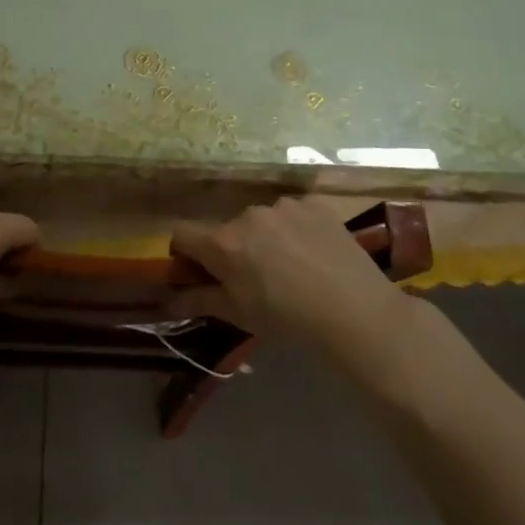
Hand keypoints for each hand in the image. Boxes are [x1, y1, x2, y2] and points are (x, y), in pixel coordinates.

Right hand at [170, 198, 407, 346]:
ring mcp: (283, 205)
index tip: (200, 272)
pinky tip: (314, 254)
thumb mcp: (239, 315)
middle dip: (234, 250)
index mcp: (223, 243)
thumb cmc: (288, 320)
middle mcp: (248, 214)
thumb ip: (200, 301)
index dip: (185, 253)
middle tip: (256, 280)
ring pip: (262, 219)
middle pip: (227, 229)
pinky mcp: (314, 203)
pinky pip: (293, 213)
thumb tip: (169, 299)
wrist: (355, 312)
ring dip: (266, 238)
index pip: (182, 233)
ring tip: (292, 268)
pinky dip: (296, 229)